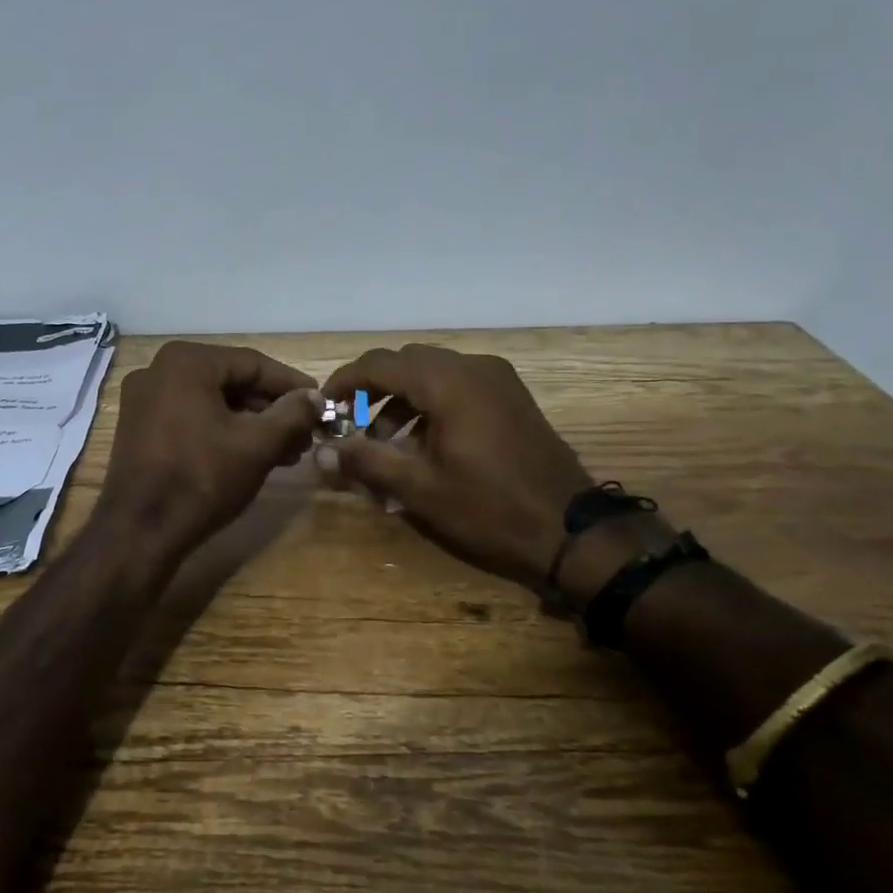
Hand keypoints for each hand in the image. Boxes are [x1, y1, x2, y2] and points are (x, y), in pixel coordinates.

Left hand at [94, 341, 323, 562]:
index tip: (321, 404)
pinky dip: (222, 431)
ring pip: (212, 402)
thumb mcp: (257, 445)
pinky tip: (250, 456)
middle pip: (231, 382)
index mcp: (186, 361)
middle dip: (272, 410)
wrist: (138, 532)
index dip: (292, 385)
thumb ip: (292, 414)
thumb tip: (315, 397)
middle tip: (305, 435)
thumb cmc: (202, 479)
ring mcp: (144, 399)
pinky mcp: (139, 427)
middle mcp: (159, 370)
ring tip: (286, 453)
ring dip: (251, 424)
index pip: (253, 364)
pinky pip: (191, 417)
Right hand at [319, 345, 590, 585]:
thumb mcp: (420, 489)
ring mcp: (497, 378)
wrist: (572, 530)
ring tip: (382, 442)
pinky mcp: (510, 395)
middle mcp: (472, 367)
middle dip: (372, 390)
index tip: (322, 406)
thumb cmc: (490, 508)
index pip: (380, 364)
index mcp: (448, 382)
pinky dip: (429, 403)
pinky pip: (457, 385)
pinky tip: (421, 443)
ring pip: (432, 373)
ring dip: (400, 399)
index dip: (344, 381)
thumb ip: (366, 462)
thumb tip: (320, 452)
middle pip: (406, 362)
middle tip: (350, 424)